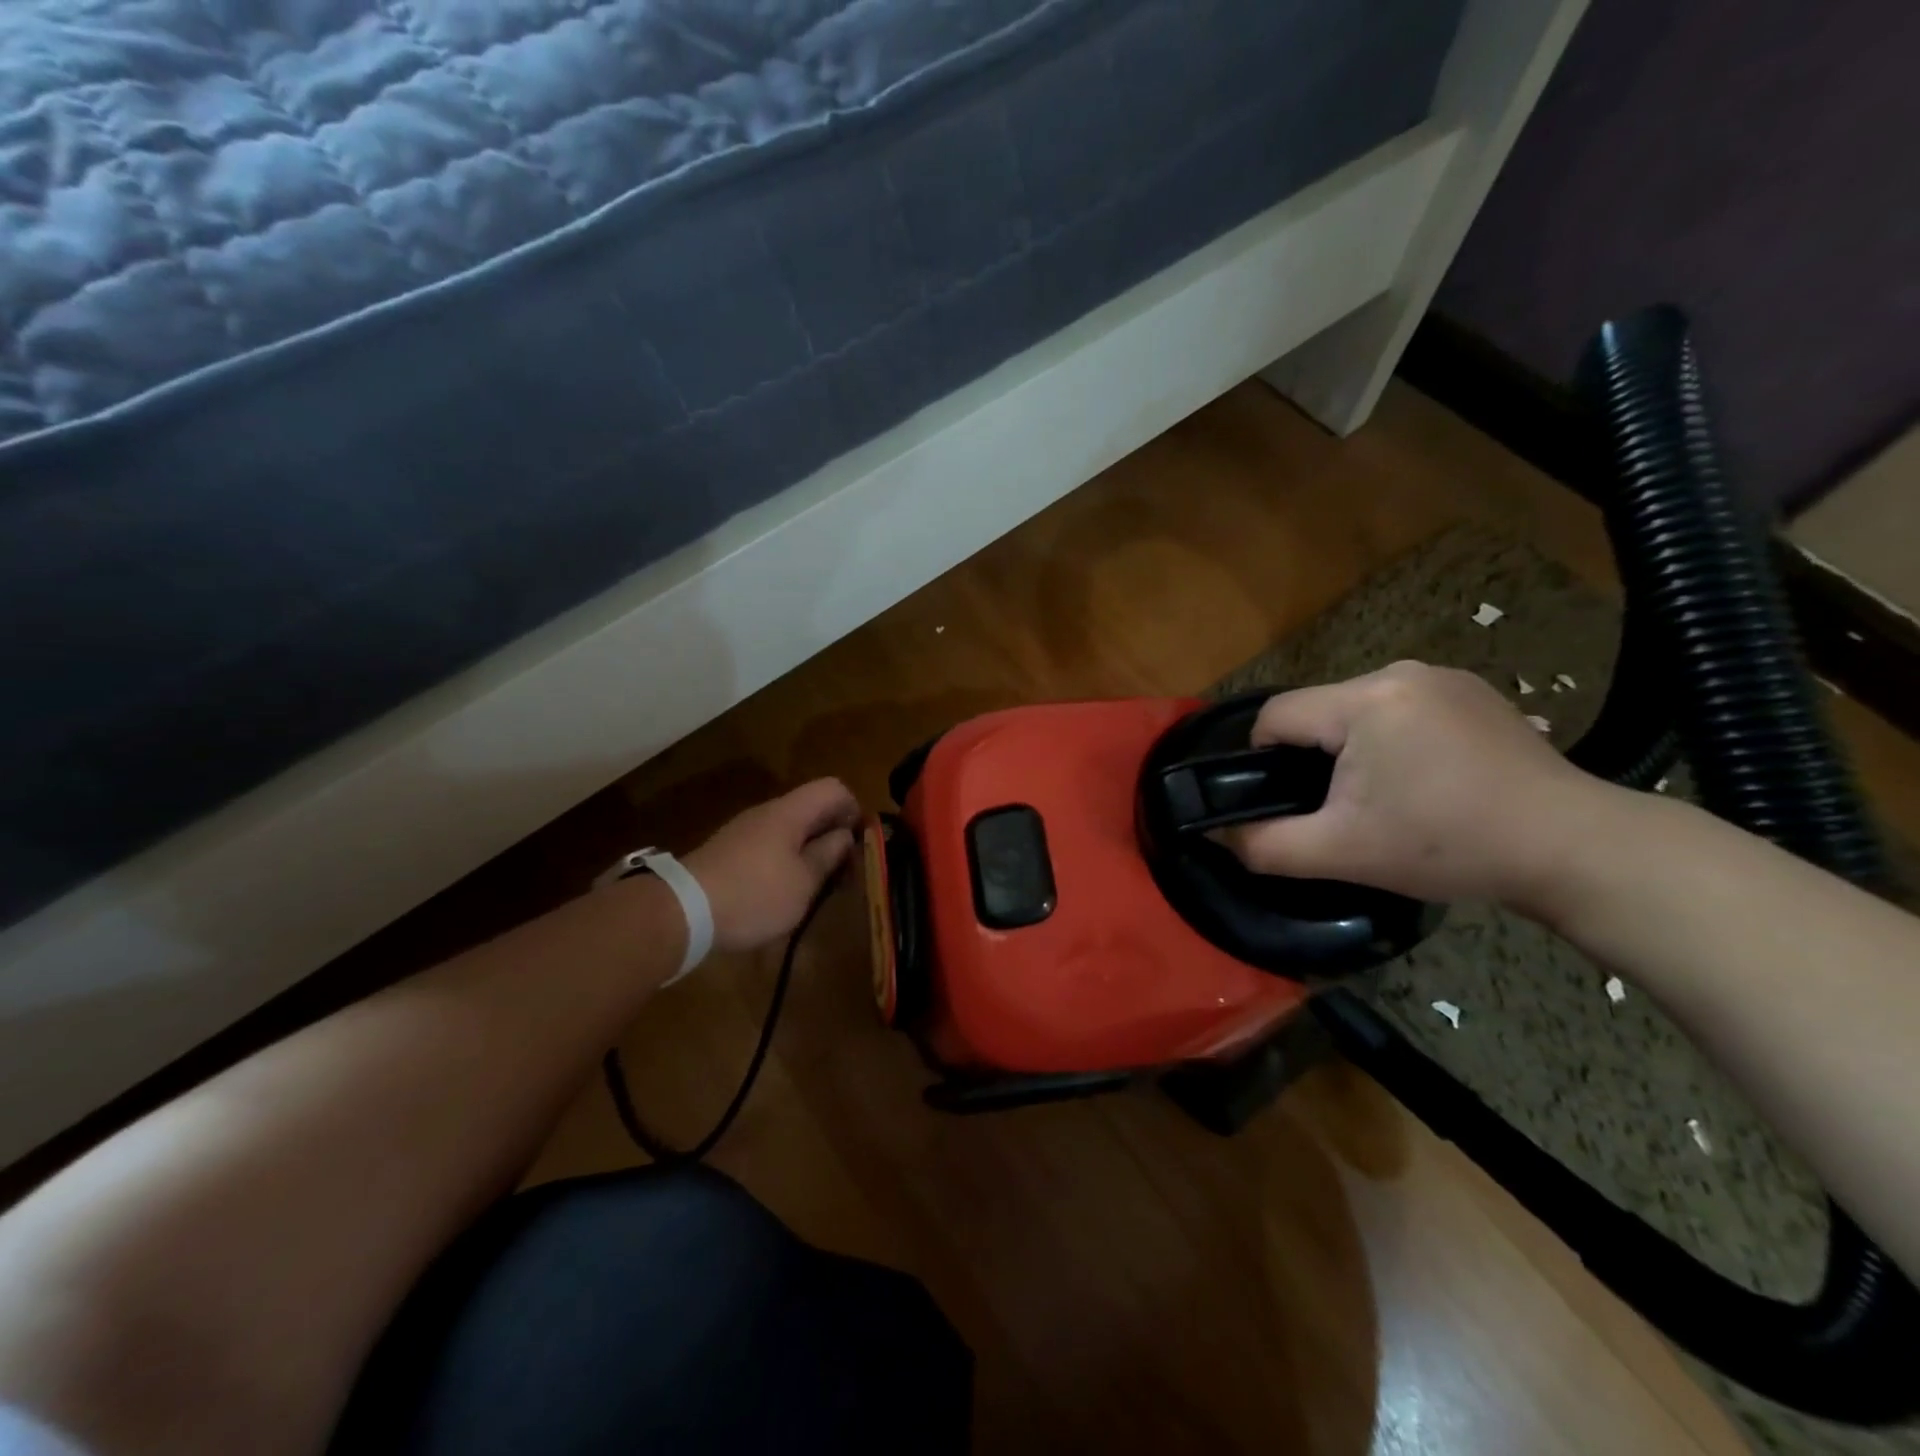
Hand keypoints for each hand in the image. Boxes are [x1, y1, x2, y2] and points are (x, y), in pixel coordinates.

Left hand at [683, 779, 861, 951]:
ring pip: (790, 828)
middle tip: (843, 869)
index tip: (858, 843)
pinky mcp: (729, 851)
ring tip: (817, 884)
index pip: (833, 787)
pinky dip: (786, 859)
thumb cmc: (754, 895)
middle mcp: (767, 813)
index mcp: (790, 812)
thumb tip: (844, 835)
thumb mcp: (803, 883)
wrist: (681, 912)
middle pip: (811, 807)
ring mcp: (744, 831)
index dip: (853, 809)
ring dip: (809, 849)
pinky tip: (784, 891)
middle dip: (832, 833)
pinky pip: (769, 844)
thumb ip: (827, 855)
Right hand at [1214, 661, 1615, 908]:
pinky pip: (1397, 708)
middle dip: (1312, 758)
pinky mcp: (1471, 690)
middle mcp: (1399, 672)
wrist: (1572, 847)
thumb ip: (1264, 846)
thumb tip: (1217, 835)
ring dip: (1350, 748)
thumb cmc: (1448, 845)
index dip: (1262, 760)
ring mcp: (1441, 676)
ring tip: (1383, 796)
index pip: (1275, 716)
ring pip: (1355, 709)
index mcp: (1364, 700)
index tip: (1286, 802)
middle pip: (1316, 711)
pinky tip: (1423, 777)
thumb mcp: (1342, 853)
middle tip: (1340, 809)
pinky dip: (1391, 739)